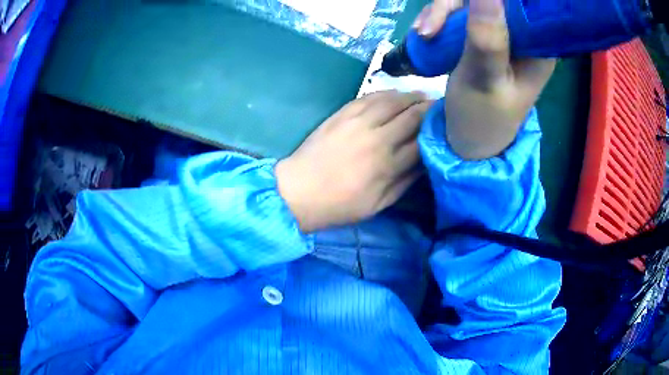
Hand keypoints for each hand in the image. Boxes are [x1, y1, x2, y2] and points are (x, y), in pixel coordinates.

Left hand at [276, 91, 429, 232]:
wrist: (298, 192)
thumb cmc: (339, 205)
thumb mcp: (378, 204)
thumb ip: (405, 182)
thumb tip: (425, 162)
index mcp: (389, 165)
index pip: (422, 139)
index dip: (436, 128)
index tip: (446, 122)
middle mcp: (378, 138)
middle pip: (412, 115)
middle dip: (429, 108)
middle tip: (438, 104)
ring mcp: (358, 122)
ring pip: (392, 101)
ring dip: (410, 96)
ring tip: (420, 95)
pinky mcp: (341, 114)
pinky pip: (369, 97)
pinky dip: (386, 93)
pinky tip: (394, 93)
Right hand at [414, 0, 555, 159]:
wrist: (468, 138)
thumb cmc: (482, 118)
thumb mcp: (484, 80)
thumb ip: (488, 38)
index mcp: (538, 47)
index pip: (520, 5)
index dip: (494, 2)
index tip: (462, 8)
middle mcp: (523, 35)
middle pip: (491, 1)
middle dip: (453, 8)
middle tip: (429, 30)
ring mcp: (501, 33)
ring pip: (468, 4)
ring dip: (440, 13)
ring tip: (424, 35)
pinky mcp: (483, 35)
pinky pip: (458, 14)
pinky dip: (439, 20)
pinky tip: (426, 35)